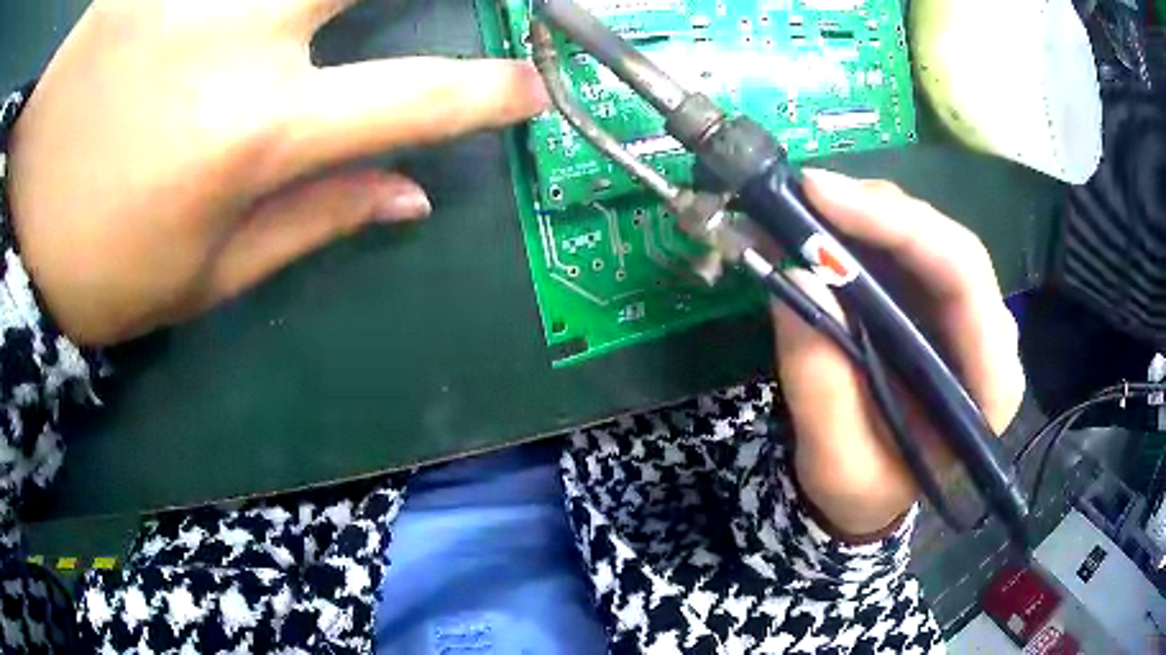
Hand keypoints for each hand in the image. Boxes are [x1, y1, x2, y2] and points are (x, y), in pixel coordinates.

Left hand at [8, 0, 547, 345]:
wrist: (17, 221)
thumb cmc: (96, 268)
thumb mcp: (201, 277)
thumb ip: (311, 222)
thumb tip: (409, 196)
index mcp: (256, 133)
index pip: (413, 99)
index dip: (487, 94)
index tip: (530, 88)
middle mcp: (239, 41)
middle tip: (428, 9)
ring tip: (291, 31)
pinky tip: (227, 17)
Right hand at [773, 169, 1025, 539]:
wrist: (873, 493)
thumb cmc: (864, 488)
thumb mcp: (835, 460)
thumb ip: (820, 380)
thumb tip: (798, 276)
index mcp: (989, 385)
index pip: (964, 279)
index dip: (900, 226)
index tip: (823, 199)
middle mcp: (990, 336)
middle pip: (947, 244)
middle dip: (877, 211)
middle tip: (805, 194)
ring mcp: (965, 315)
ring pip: (926, 235)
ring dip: (865, 213)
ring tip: (804, 209)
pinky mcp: (936, 304)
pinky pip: (905, 248)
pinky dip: (861, 230)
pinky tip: (822, 227)